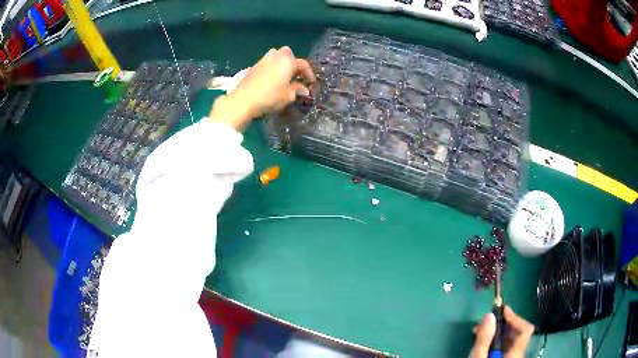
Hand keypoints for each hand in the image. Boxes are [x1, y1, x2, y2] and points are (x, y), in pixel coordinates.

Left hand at [209, 46, 315, 130]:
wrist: (244, 100)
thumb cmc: (270, 97)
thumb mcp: (287, 96)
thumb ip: (297, 90)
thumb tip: (304, 90)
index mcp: (288, 62)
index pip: (303, 64)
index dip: (309, 73)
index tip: (311, 83)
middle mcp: (276, 57)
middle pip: (288, 53)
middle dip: (293, 61)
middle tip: (295, 74)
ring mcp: (263, 60)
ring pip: (275, 54)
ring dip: (281, 61)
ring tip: (282, 74)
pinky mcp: (253, 66)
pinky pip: (266, 62)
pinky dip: (271, 66)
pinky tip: (270, 78)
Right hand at [469, 306, 533, 357]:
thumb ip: (484, 338)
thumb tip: (489, 315)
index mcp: (516, 354)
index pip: (525, 329)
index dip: (515, 317)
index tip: (501, 311)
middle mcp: (518, 355)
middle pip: (518, 333)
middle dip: (503, 324)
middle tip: (485, 322)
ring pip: (511, 340)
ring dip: (498, 332)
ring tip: (481, 332)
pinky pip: (505, 347)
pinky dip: (496, 341)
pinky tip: (484, 342)